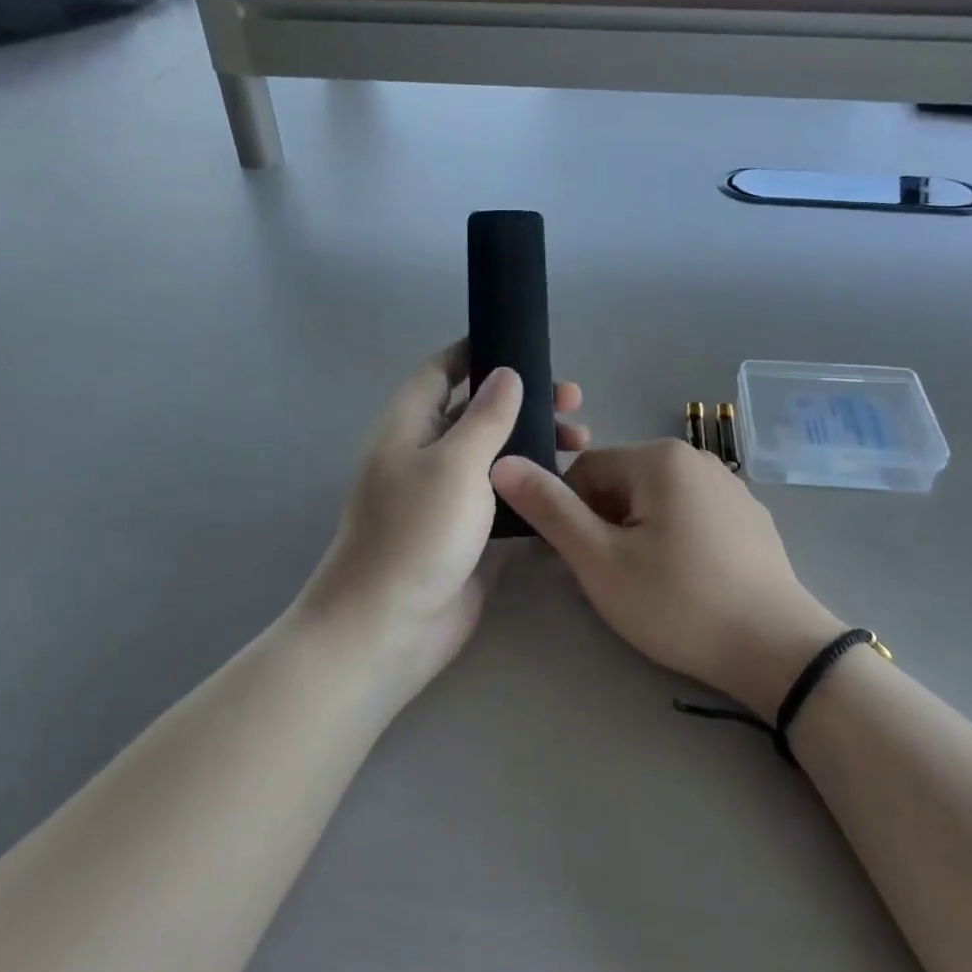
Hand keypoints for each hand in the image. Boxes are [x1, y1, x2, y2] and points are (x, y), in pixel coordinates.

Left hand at [299, 340, 587, 705]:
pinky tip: (569, 483)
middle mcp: (426, 454)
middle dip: (524, 400)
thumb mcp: (454, 463)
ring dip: (535, 442)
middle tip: (573, 401)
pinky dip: (532, 483)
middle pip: (477, 411)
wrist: (389, 627)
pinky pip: (504, 494)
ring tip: (582, 443)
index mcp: (409, 426)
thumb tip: (507, 373)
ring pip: (496, 454)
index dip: (476, 352)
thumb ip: (485, 416)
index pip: (441, 372)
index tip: (522, 344)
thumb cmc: (416, 532)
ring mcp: (447, 496)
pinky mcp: (468, 532)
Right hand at [492, 441, 841, 718]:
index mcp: (659, 458)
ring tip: (652, 586)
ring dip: (638, 536)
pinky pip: (692, 516)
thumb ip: (549, 509)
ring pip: (656, 503)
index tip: (582, 562)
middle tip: (616, 579)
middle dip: (606, 526)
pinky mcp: (750, 517)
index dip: (571, 516)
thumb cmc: (678, 602)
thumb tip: (502, 463)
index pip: (585, 471)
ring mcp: (730, 486)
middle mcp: (697, 458)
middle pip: (621, 484)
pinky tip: (688, 584)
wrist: (777, 649)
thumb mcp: (600, 560)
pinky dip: (676, 542)